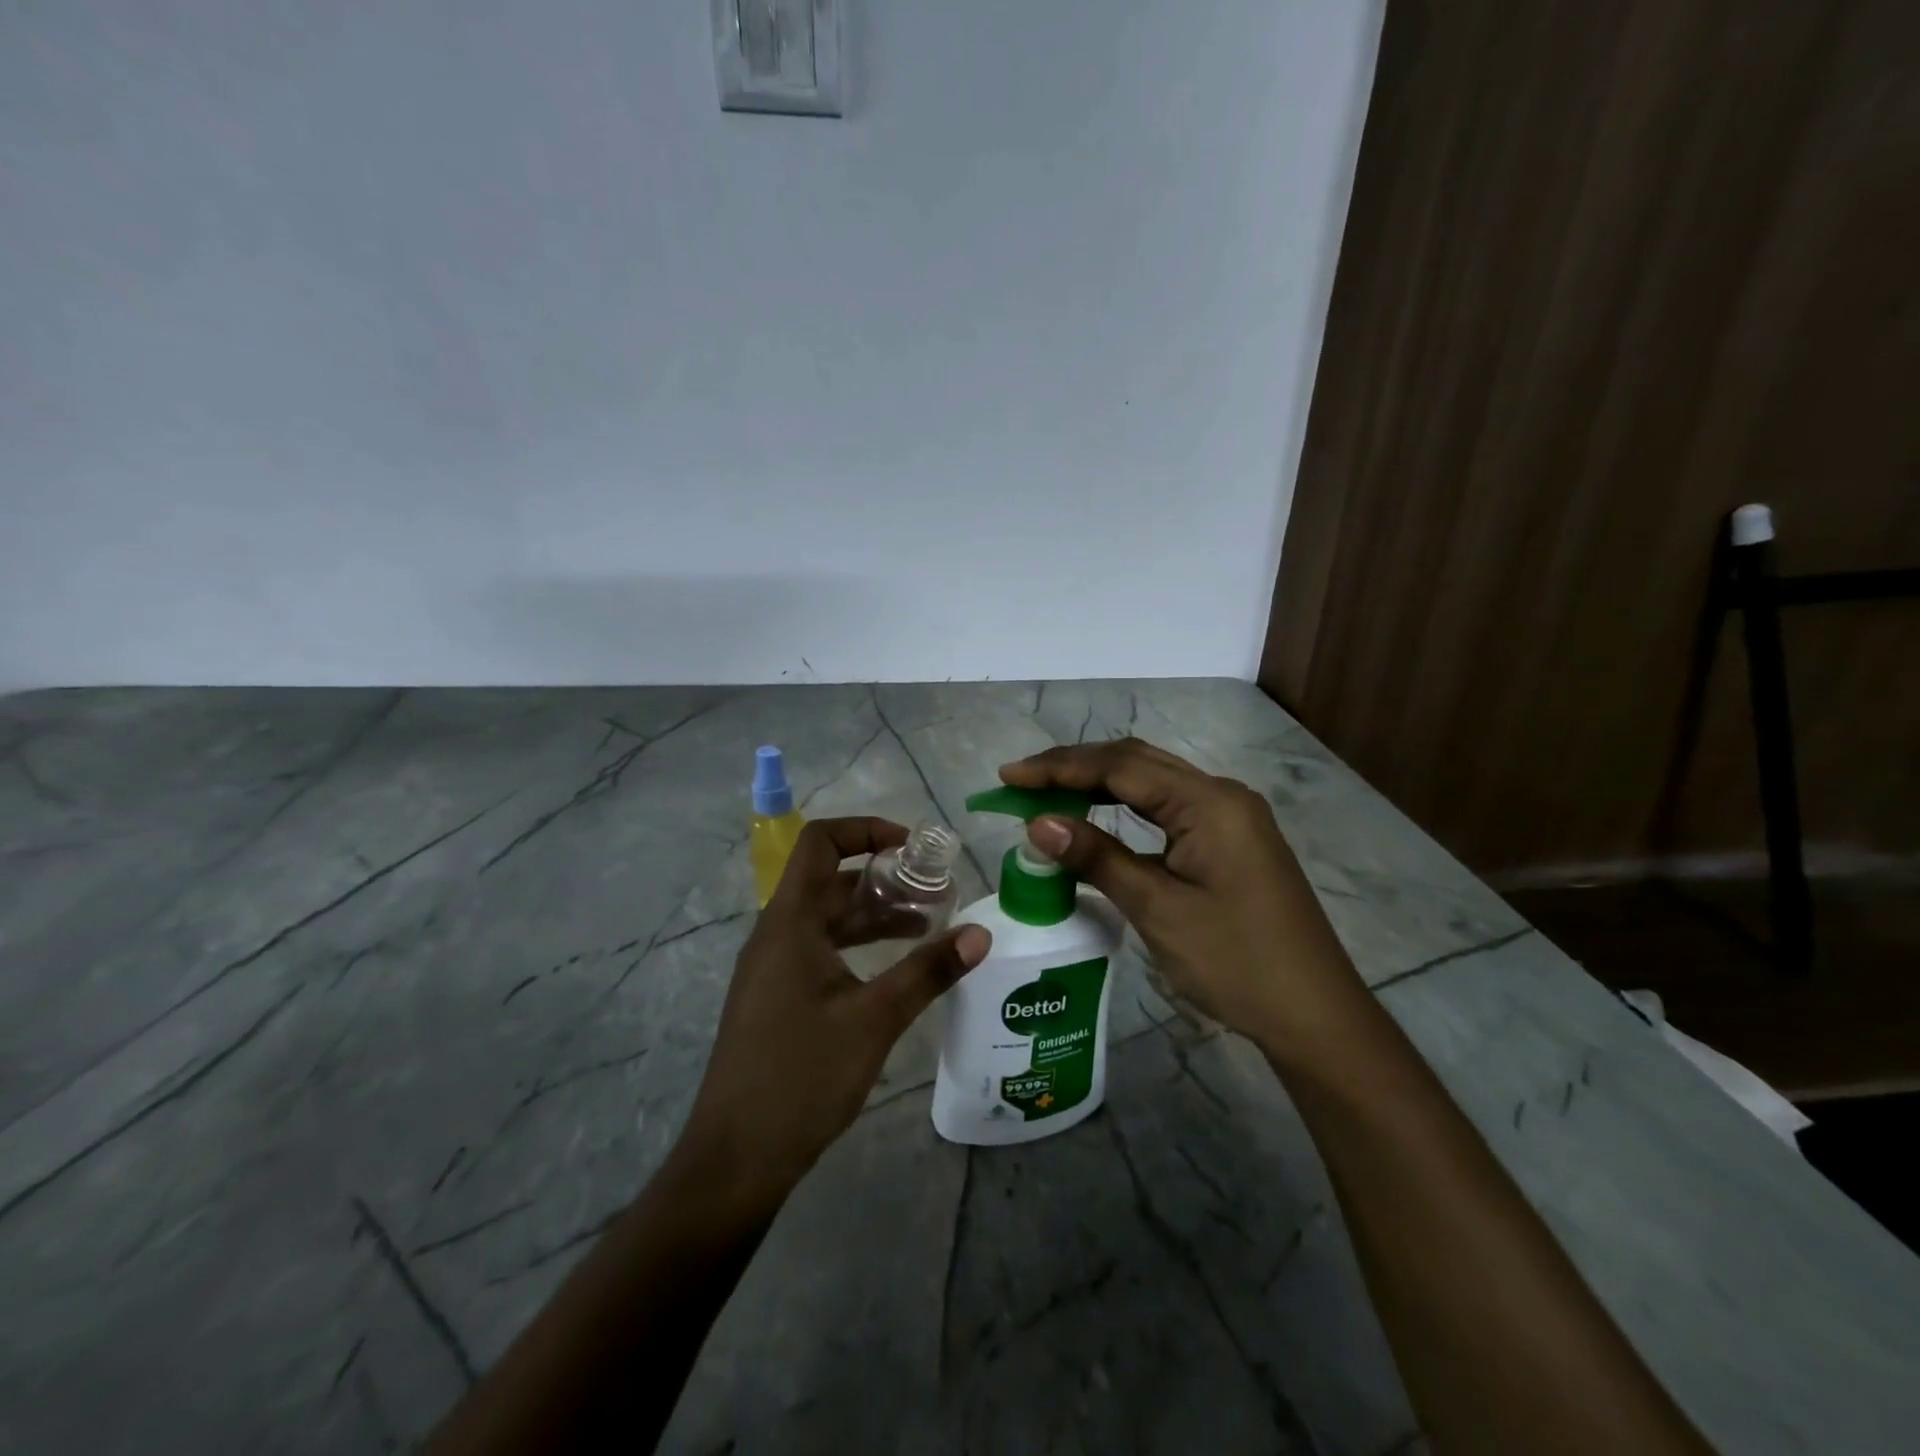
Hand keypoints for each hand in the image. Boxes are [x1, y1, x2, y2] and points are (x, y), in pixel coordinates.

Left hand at [676, 817, 990, 1208]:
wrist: (736, 1159)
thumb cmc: (801, 1076)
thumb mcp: (874, 1019)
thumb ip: (928, 971)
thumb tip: (980, 933)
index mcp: (790, 922)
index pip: (821, 842)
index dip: (866, 830)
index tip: (913, 849)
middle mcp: (777, 934)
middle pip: (831, 881)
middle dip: (885, 879)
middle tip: (938, 893)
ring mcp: (774, 967)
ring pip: (830, 919)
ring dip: (876, 915)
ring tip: (929, 927)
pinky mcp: (778, 997)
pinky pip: (822, 950)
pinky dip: (859, 946)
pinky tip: (896, 970)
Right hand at [1000, 739, 1359, 1053]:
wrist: (1314, 1015)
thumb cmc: (1236, 962)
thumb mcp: (1158, 909)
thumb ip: (1098, 857)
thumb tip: (1037, 824)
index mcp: (1209, 802)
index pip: (1120, 767)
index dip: (1058, 768)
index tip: (1008, 778)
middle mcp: (1221, 795)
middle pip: (1136, 763)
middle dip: (1075, 768)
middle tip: (1020, 783)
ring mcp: (1230, 816)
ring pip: (1152, 783)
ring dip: (1099, 784)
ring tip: (1046, 795)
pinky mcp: (1230, 840)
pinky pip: (1167, 808)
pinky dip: (1125, 808)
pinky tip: (1097, 819)